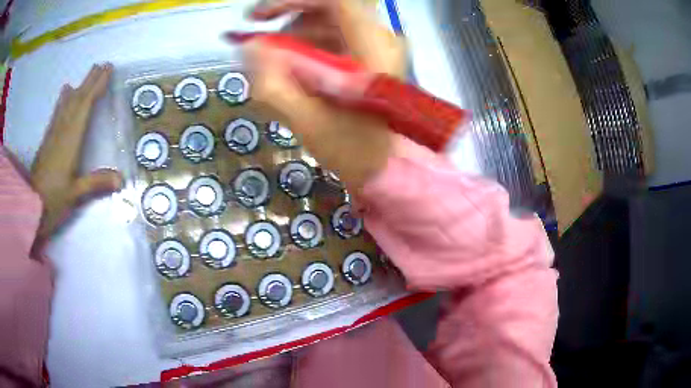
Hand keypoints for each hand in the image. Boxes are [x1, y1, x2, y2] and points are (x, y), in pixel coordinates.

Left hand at [30, 63, 121, 244]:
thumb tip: (121, 178)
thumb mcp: (74, 195)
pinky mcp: (46, 141)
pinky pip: (57, 113)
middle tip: (102, 66)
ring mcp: (52, 135)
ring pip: (66, 104)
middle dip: (89, 81)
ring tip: (86, 76)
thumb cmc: (51, 202)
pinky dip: (64, 100)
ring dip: (79, 87)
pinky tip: (65, 94)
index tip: (108, 70)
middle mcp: (61, 131)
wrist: (29, 208)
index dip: (96, 87)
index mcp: (69, 141)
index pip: (84, 106)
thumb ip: (96, 183)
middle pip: (76, 100)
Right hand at [246, 0, 405, 191]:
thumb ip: (273, 85)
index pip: (337, 1)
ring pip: (328, 22)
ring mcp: (376, 47)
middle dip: (289, 21)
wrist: (379, 167)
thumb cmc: (350, 150)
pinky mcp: (368, 55)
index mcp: (373, 50)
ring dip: (295, 37)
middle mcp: (380, 40)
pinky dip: (307, 47)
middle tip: (259, 38)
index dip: (294, 1)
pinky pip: (332, 37)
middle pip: (329, 10)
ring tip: (275, 66)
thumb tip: (248, 47)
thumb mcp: (306, 120)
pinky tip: (293, 70)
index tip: (260, 17)